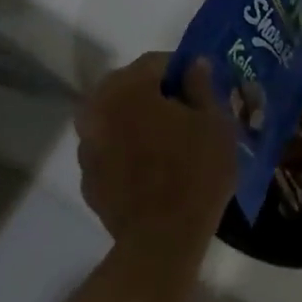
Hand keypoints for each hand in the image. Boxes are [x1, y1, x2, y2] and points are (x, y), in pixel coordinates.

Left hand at [77, 53, 236, 247]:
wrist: (162, 239)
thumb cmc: (196, 173)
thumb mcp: (215, 124)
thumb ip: (202, 86)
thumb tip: (195, 64)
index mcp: (127, 87)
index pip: (156, 62)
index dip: (183, 71)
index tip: (202, 88)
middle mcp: (97, 108)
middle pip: (130, 88)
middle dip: (156, 95)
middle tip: (187, 114)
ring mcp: (86, 145)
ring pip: (116, 120)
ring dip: (138, 123)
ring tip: (169, 144)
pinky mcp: (86, 177)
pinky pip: (110, 151)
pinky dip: (127, 152)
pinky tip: (152, 171)